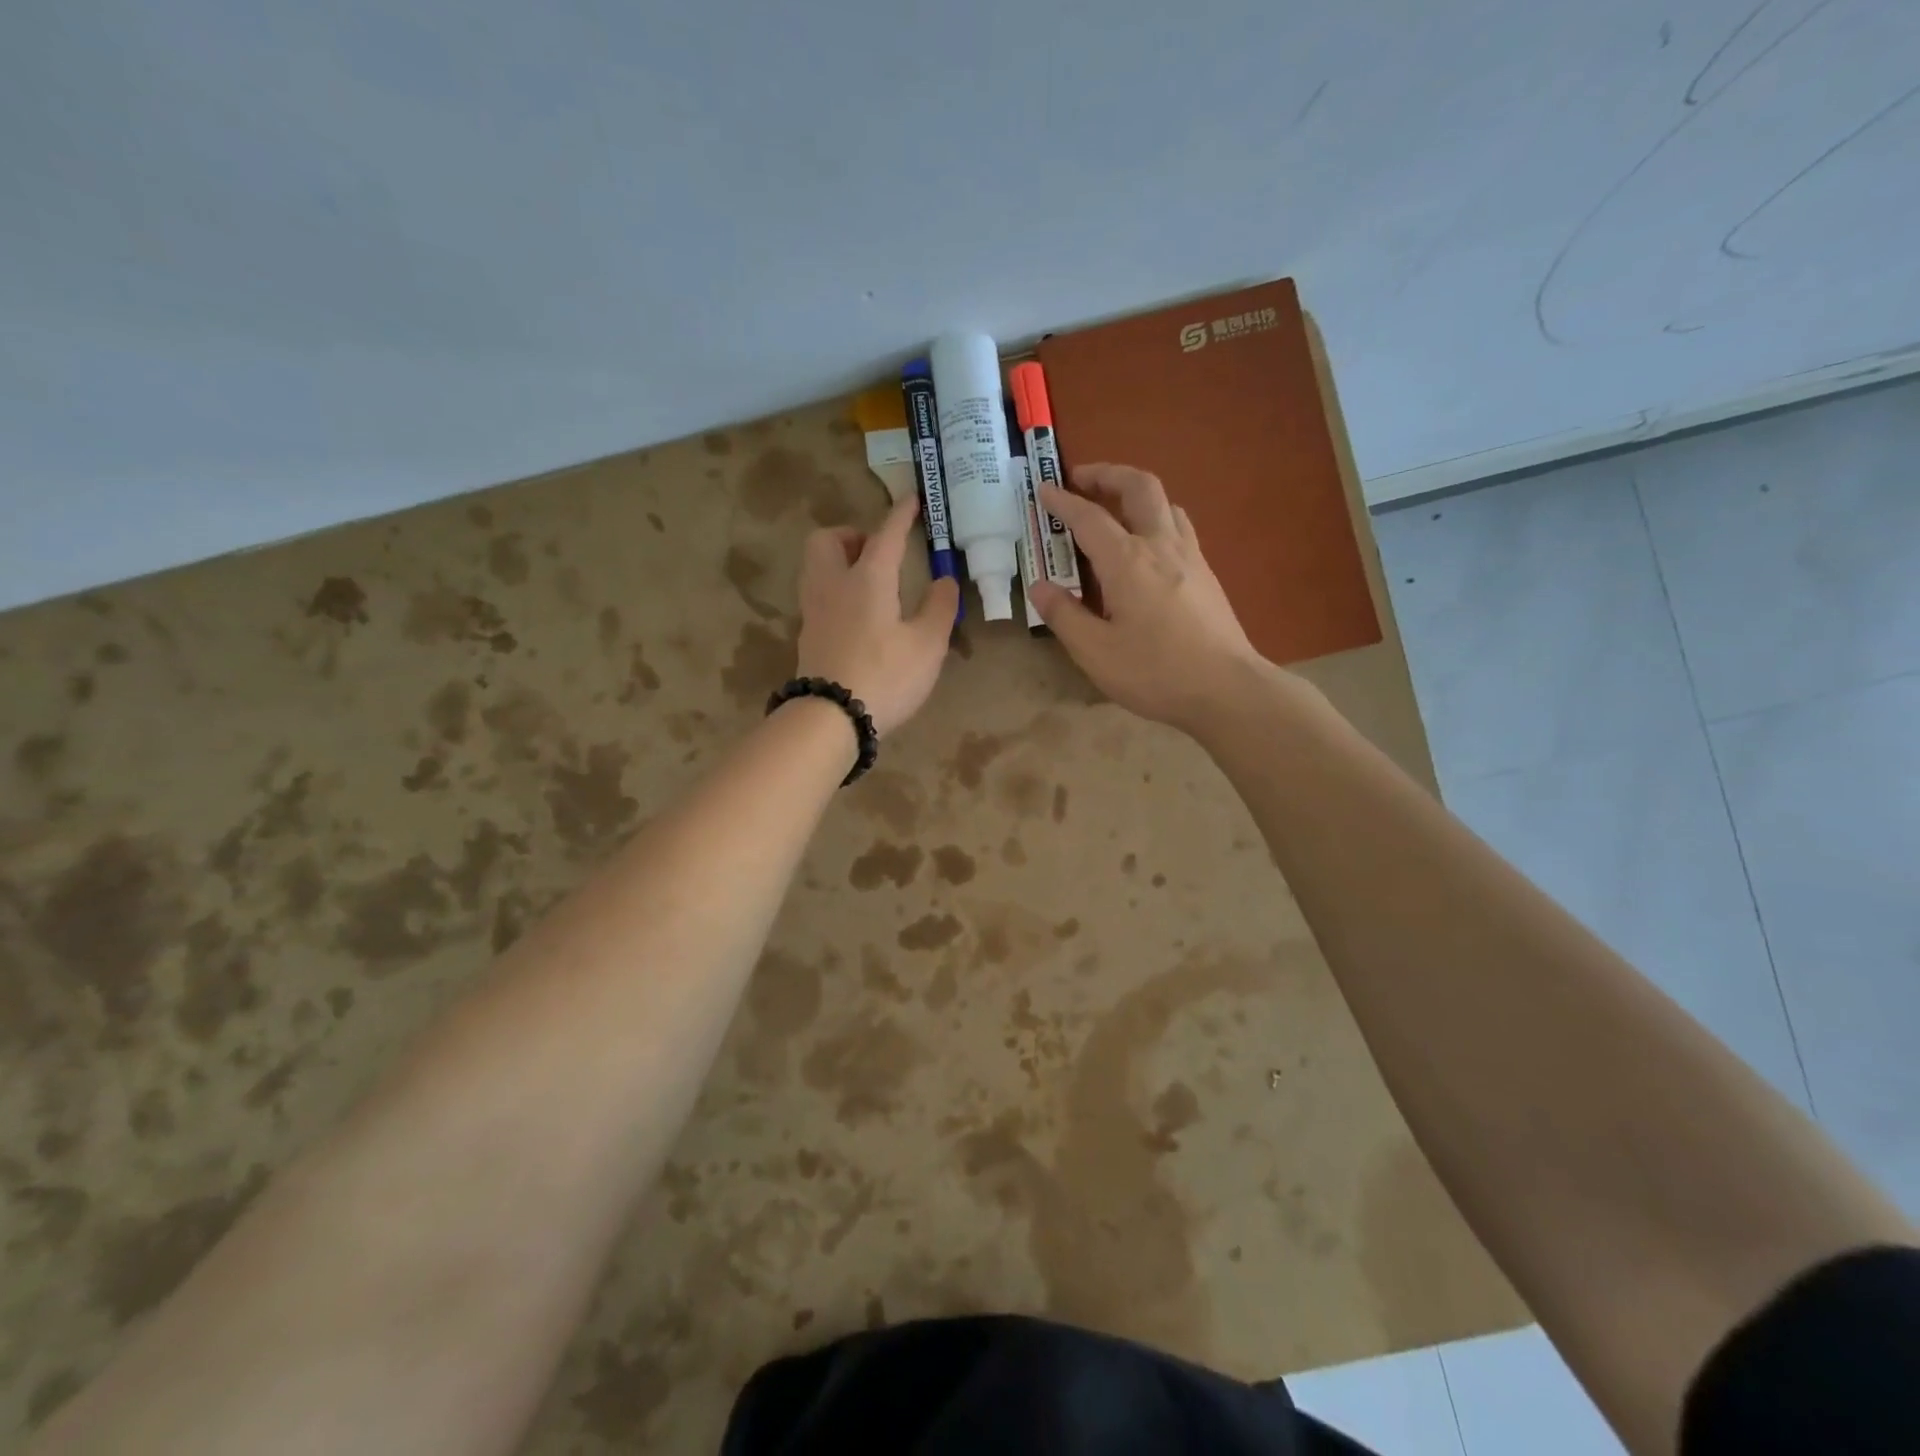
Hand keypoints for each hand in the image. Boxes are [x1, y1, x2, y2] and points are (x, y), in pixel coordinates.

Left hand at [795, 496, 960, 735]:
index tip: (911, 498)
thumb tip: (944, 580)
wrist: (830, 718)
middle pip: (827, 540)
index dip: (901, 514)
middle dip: (851, 535)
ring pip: (816, 567)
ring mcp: (814, 611)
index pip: (886, 534)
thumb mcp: (927, 644)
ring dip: (839, 561)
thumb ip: (939, 607)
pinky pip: (818, 595)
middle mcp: (833, 585)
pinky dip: (836, 591)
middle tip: (876, 551)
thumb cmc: (885, 676)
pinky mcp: (807, 636)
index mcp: (867, 578)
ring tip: (869, 582)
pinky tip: (857, 615)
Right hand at [1031, 464, 1264, 732]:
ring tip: (1114, 509)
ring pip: (1165, 503)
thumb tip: (1040, 587)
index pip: (1088, 517)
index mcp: (1127, 561)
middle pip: (1139, 487)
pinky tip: (1146, 547)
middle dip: (1108, 474)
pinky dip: (1156, 518)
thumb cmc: (1155, 672)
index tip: (1044, 490)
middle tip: (1082, 479)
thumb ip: (1064, 615)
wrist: (1227, 689)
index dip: (1063, 501)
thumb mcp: (1095, 652)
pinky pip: (1179, 527)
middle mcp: (1161, 545)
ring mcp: (1190, 557)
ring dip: (1136, 493)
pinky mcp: (1207, 574)